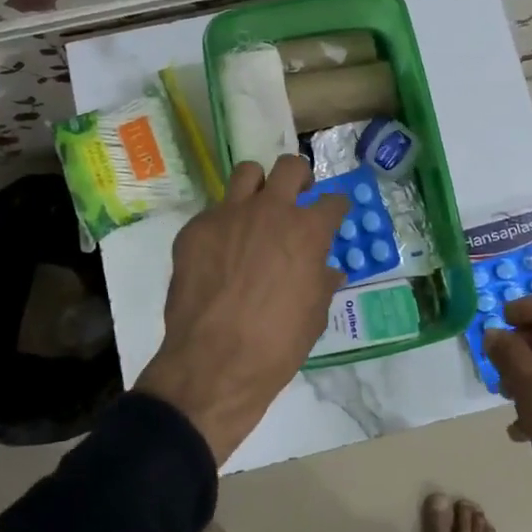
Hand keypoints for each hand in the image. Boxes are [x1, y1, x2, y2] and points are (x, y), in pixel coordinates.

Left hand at [137, 155, 349, 462]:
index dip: (336, 208)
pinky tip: (220, 252)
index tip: (334, 214)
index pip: (333, 201)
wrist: (213, 363)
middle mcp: (270, 211)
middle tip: (298, 196)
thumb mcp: (314, 316)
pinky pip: (213, 212)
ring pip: (247, 173)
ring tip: (256, 209)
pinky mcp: (195, 228)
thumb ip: (321, 283)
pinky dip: (223, 224)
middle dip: (300, 178)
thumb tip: (326, 271)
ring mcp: (228, 214)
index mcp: (307, 231)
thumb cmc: (277, 345)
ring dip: (258, 186)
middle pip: (290, 167)